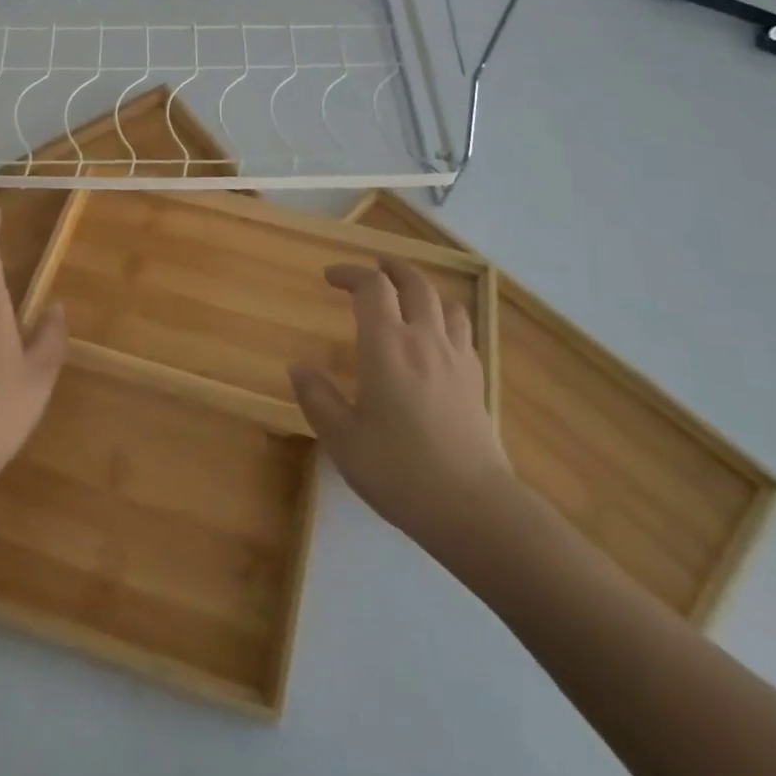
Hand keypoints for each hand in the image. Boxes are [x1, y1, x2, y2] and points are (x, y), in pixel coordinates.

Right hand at [289, 257, 511, 545]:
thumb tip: (299, 366)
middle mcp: (423, 339)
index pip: (371, 286)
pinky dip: (446, 320)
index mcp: (386, 345)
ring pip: (445, 303)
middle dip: (390, 268)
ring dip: (423, 289)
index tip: (330, 277)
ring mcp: (456, 358)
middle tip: (373, 268)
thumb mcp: (342, 438)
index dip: (350, 273)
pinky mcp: (476, 380)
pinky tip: (437, 339)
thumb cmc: (399, 470)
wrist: (473, 507)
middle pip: (414, 283)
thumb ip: (317, 397)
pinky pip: (463, 332)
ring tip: (408, 296)